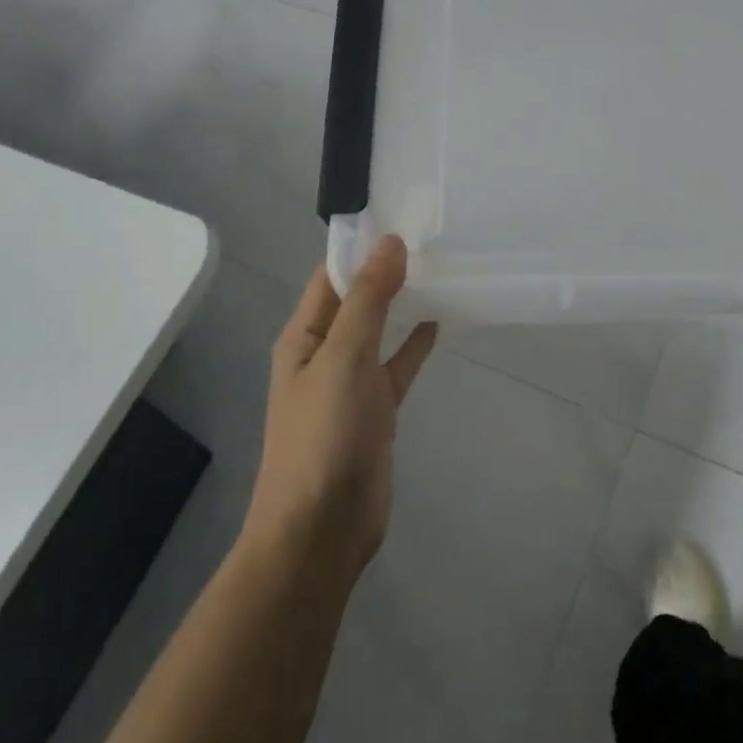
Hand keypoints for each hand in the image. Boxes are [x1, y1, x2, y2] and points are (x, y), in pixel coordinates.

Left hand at [245, 236, 437, 582]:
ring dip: (401, 302)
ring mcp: (350, 382)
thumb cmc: (324, 434)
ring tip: (439, 269)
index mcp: (304, 335)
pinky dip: (415, 344)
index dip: (361, 245)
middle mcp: (324, 352)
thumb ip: (368, 300)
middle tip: (431, 236)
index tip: (402, 215)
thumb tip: (390, 243)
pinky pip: (397, 364)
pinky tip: (439, 322)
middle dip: (385, 269)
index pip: (330, 274)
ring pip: (379, 329)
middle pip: (356, 298)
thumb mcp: (344, 357)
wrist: (322, 527)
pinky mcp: (376, 409)